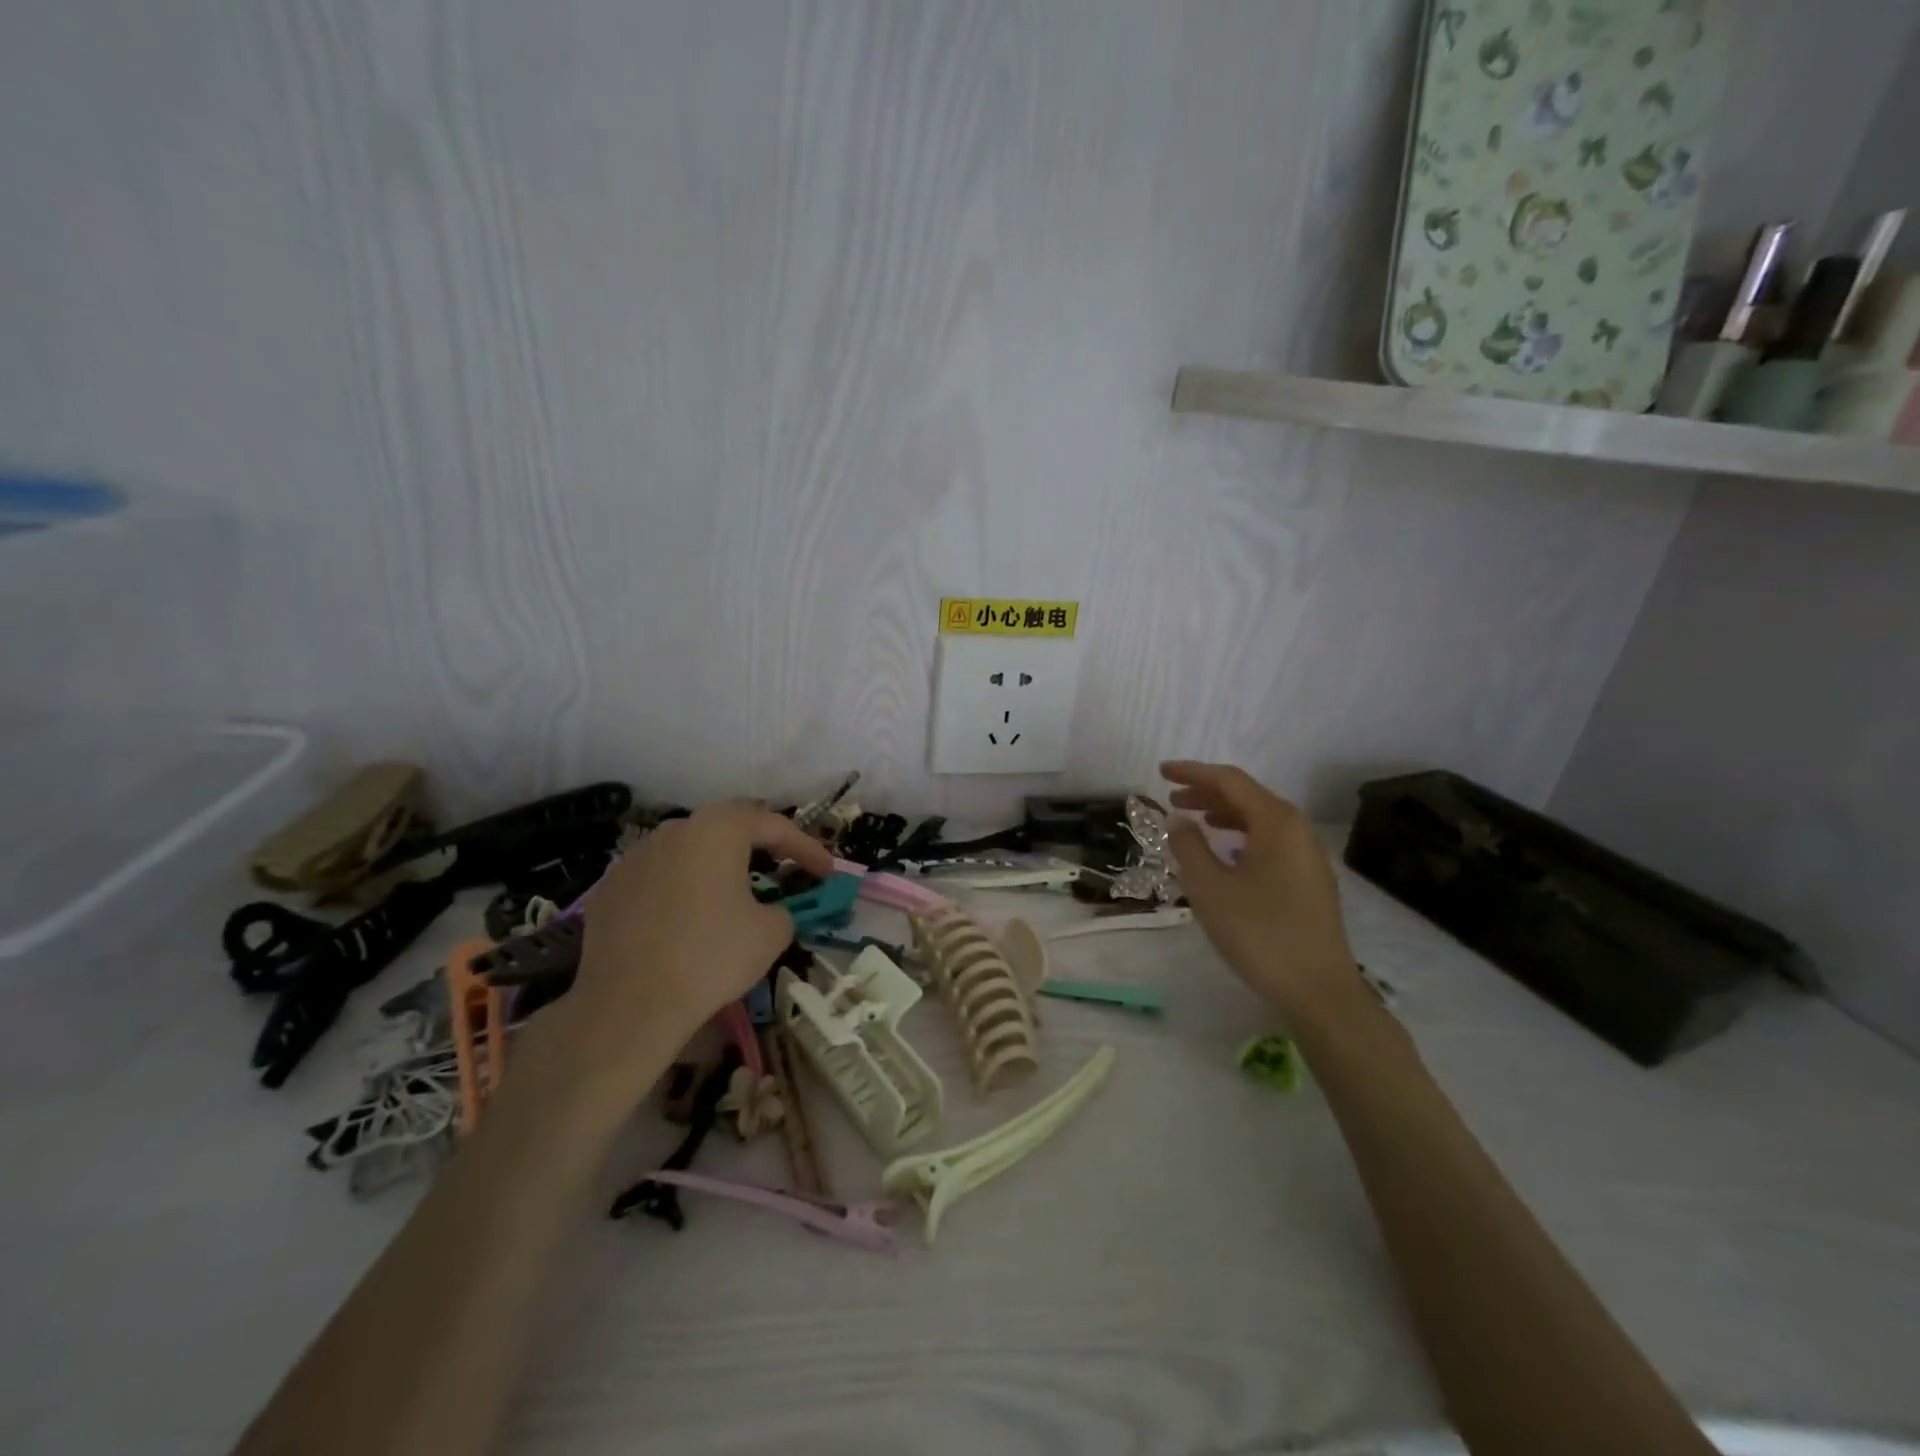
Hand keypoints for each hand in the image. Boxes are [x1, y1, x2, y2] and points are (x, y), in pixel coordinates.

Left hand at [567, 803, 834, 1071]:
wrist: (629, 1005)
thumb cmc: (711, 956)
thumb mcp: (772, 933)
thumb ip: (783, 909)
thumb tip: (771, 911)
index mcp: (718, 829)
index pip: (774, 826)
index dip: (807, 848)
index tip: (827, 872)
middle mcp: (675, 830)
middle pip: (727, 830)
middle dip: (760, 848)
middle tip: (784, 869)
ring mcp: (635, 856)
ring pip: (689, 852)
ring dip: (716, 867)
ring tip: (733, 895)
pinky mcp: (609, 887)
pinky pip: (658, 878)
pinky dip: (681, 890)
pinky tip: (687, 920)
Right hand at [1161, 761, 1358, 1023]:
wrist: (1319, 990)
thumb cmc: (1259, 933)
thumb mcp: (1209, 888)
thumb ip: (1188, 846)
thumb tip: (1179, 819)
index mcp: (1277, 822)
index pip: (1229, 781)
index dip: (1193, 773)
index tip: (1161, 771)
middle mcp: (1298, 830)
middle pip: (1247, 797)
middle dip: (1207, 793)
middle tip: (1172, 798)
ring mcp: (1308, 856)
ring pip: (1260, 821)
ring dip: (1223, 815)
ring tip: (1194, 821)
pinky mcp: (1309, 880)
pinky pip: (1270, 842)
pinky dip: (1241, 836)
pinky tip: (1225, 853)